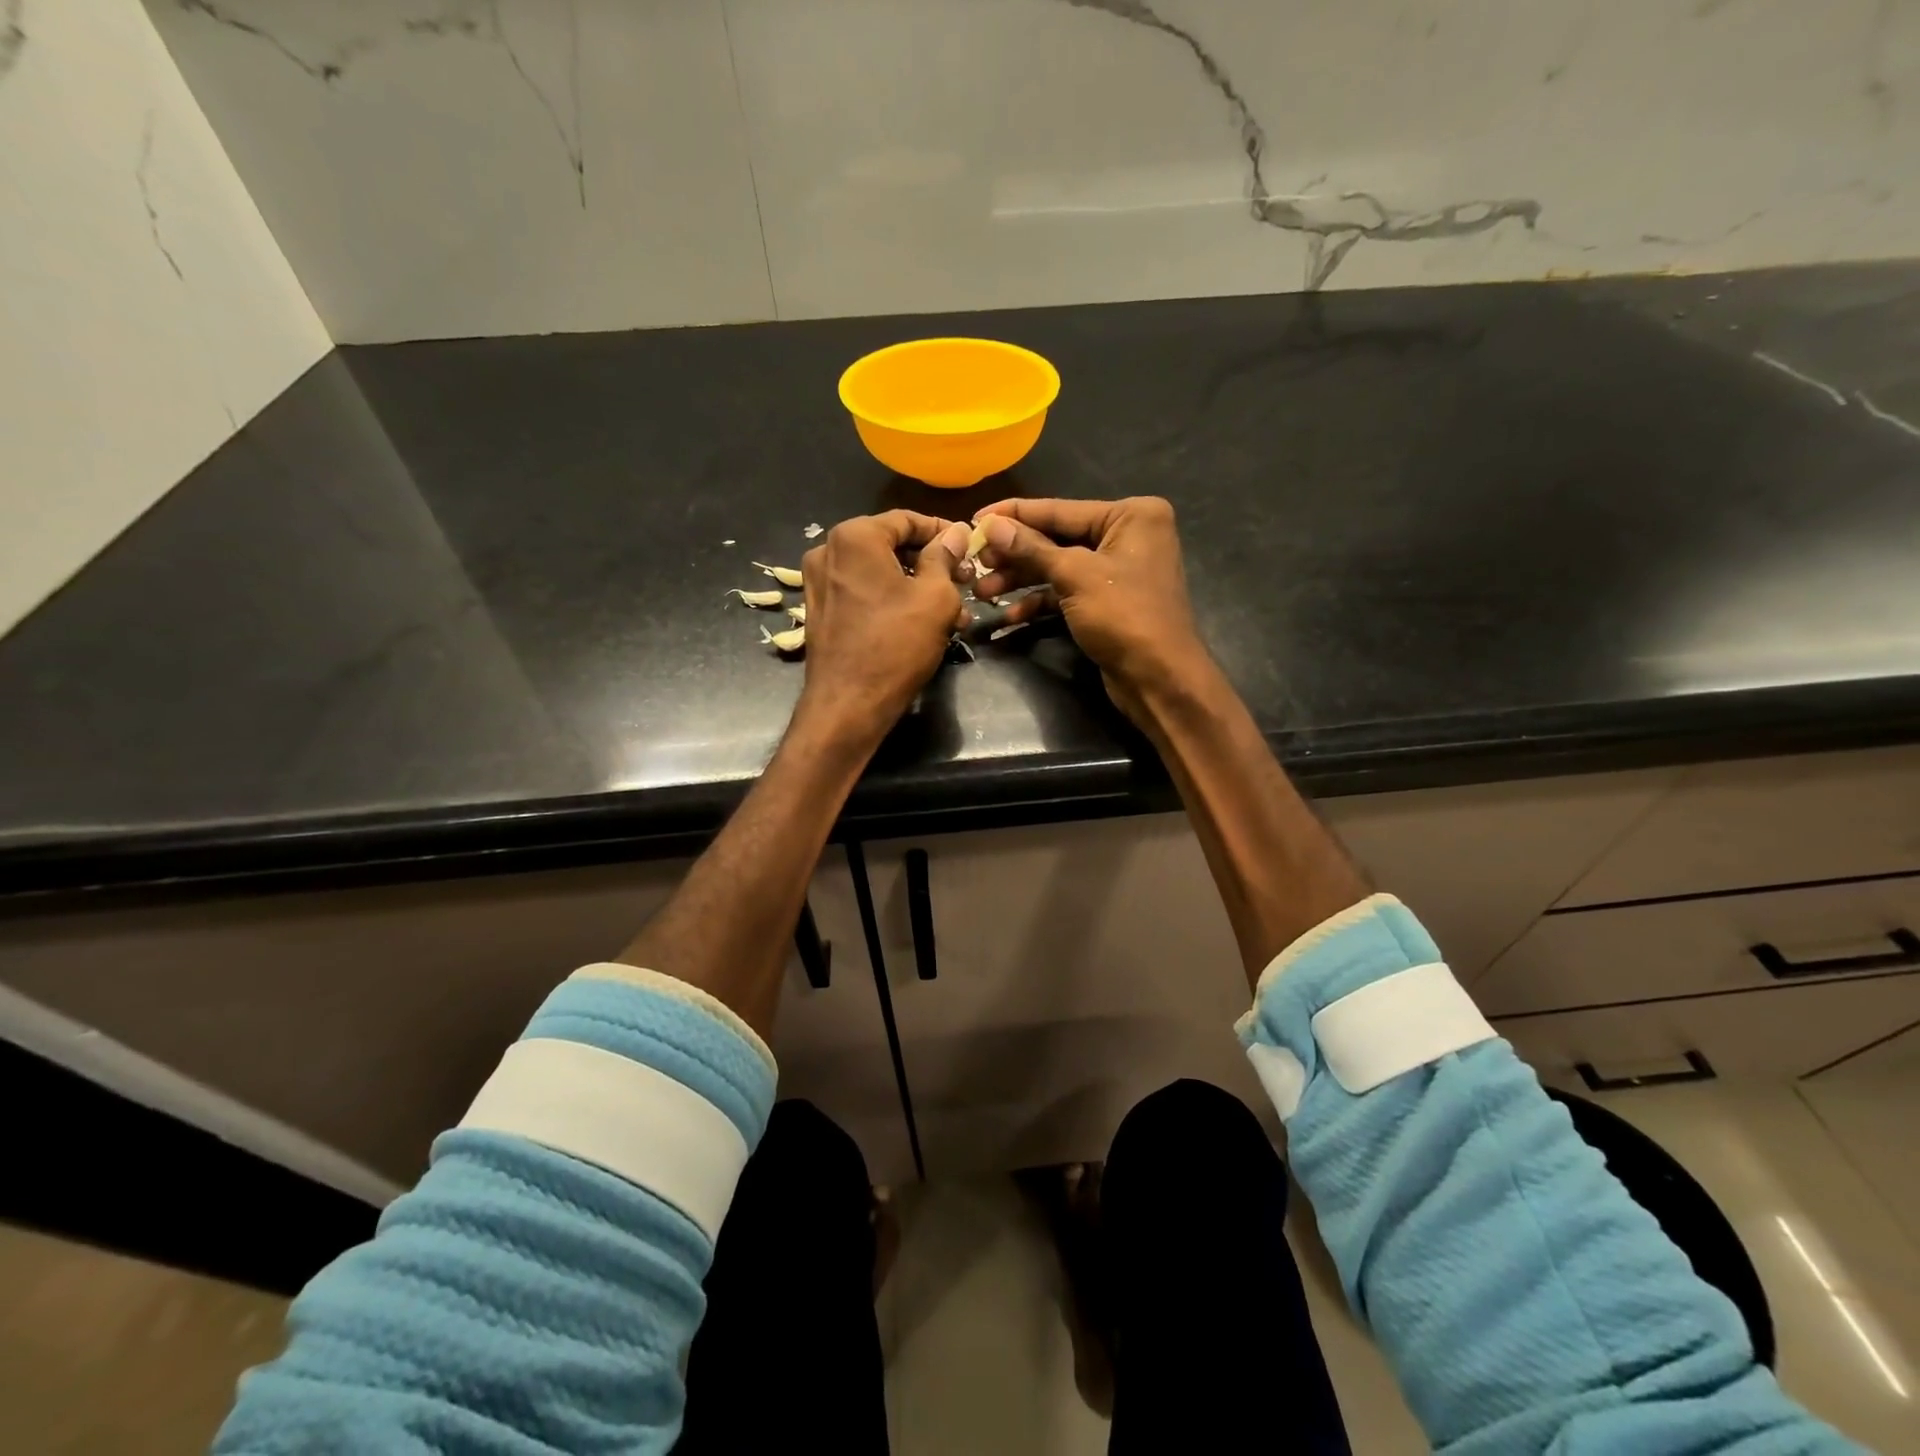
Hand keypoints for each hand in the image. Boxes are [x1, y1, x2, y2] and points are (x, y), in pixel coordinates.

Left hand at [795, 511, 970, 744]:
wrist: (848, 705)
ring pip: (880, 573)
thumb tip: (955, 533)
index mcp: (854, 537)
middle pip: (891, 546)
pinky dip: (893, 602)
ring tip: (954, 612)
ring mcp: (819, 583)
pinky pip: (864, 594)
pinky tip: (923, 624)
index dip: (943, 532)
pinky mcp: (821, 612)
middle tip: (965, 582)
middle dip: (932, 564)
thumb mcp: (935, 597)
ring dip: (918, 587)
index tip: (969, 547)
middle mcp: (828, 551)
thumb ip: (945, 557)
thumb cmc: (896, 645)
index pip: (907, 520)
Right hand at [972, 496, 1208, 724]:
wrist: (1159, 678)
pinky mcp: (1106, 602)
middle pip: (1056, 538)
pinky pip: (1066, 593)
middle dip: (1014, 555)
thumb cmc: (1125, 616)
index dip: (1014, 515)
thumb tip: (990, 524)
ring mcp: (1117, 571)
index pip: (1060, 509)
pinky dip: (1039, 602)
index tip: (974, 517)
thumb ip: (1031, 548)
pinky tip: (1009, 615)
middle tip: (975, 563)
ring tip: (982, 592)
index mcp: (1131, 515)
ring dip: (1020, 580)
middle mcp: (1127, 536)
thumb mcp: (1075, 576)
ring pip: (1057, 568)